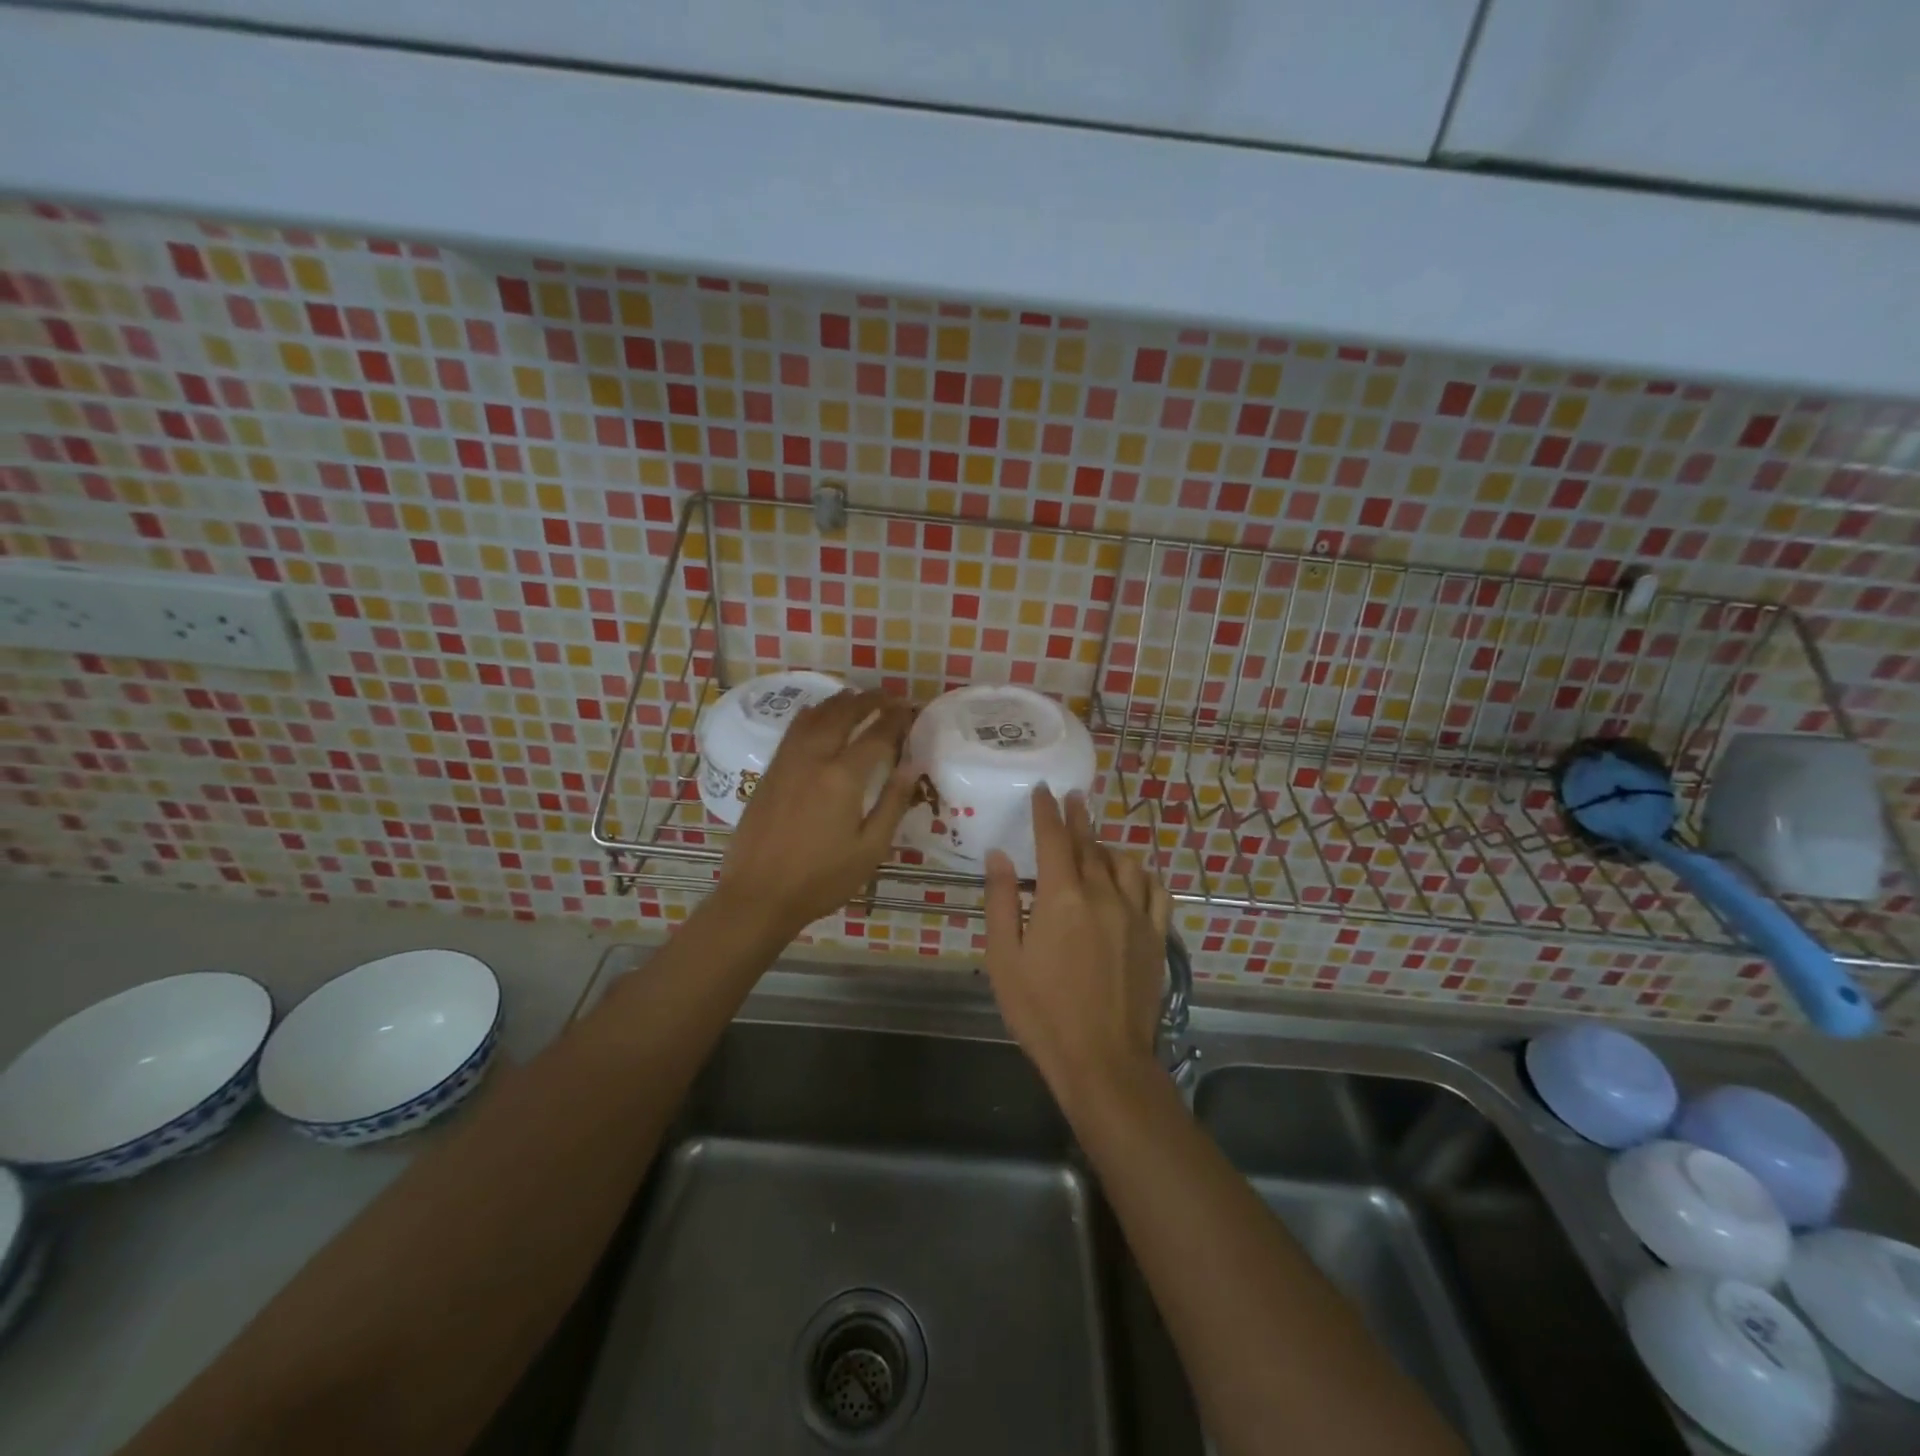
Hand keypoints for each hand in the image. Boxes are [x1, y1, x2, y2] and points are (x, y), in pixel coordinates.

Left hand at [718, 690, 913, 938]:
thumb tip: (911, 764)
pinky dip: (812, 714)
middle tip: (888, 696)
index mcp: (843, 777)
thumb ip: (893, 802)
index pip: (876, 735)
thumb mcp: (870, 849)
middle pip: (843, 714)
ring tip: (857, 697)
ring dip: (839, 702)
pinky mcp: (770, 771)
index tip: (910, 708)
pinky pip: (794, 730)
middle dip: (869, 700)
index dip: (896, 719)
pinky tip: (818, 715)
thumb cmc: (822, 879)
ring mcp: (787, 762)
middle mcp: (814, 758)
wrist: (759, 895)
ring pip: (815, 716)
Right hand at [983, 787, 1172, 1101]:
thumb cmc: (1042, 1011)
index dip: (1046, 811)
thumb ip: (1001, 901)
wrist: (1102, 1059)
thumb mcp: (1003, 959)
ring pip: (1124, 863)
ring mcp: (1135, 914)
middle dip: (1077, 817)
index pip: (1053, 838)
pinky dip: (1142, 875)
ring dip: (1107, 846)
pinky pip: (1155, 890)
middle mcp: (1102, 894)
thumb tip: (1000, 855)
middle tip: (1072, 797)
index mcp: (1061, 897)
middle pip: (1090, 844)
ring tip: (1096, 842)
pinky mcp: (1156, 936)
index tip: (1043, 790)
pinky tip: (1134, 876)